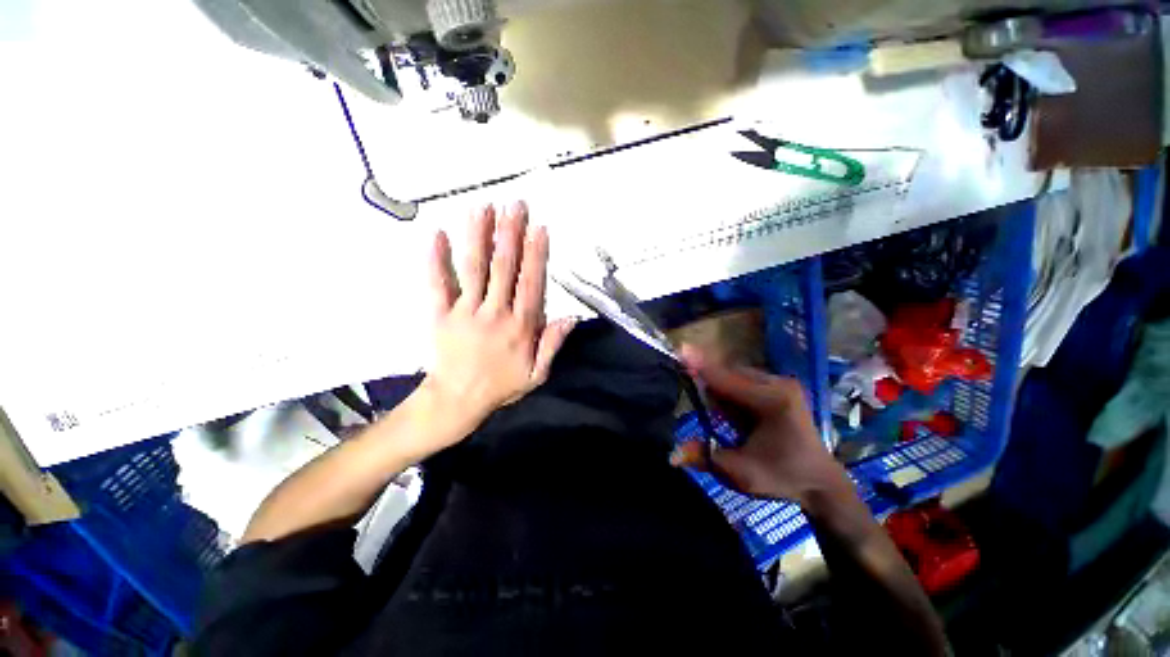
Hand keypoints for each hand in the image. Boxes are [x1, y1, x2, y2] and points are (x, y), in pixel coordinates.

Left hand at [424, 202, 575, 431]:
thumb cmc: (500, 386)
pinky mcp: (439, 314)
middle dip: (510, 234)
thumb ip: (553, 344)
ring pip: (473, 268)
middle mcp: (494, 313)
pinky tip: (436, 234)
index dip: (536, 255)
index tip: (539, 228)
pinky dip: (436, 259)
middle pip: (503, 268)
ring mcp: (465, 312)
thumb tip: (571, 317)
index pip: (530, 283)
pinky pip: (437, 284)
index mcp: (520, 327)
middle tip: (515, 205)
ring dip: (478, 236)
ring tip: (482, 207)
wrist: (456, 401)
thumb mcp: (536, 374)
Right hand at [671, 345, 848, 502]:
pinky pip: (746, 380)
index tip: (680, 350)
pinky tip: (741, 416)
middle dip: (713, 388)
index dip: (700, 366)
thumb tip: (671, 454)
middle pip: (730, 373)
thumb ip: (705, 457)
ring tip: (733, 421)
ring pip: (736, 375)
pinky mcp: (783, 385)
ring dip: (724, 391)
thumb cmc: (781, 477)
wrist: (820, 482)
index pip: (726, 379)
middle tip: (716, 417)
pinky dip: (734, 393)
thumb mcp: (740, 474)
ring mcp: (783, 382)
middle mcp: (779, 384)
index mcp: (772, 402)